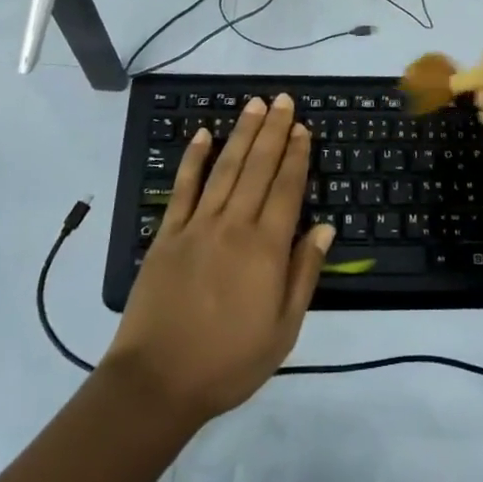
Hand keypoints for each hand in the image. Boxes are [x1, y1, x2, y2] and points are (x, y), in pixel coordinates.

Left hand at [103, 95, 333, 424]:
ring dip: (241, 134)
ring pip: (225, 168)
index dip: (296, 155)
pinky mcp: (167, 234)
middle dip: (273, 131)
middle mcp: (234, 225)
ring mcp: (198, 225)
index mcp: (266, 248)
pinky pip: (183, 188)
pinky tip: (203, 134)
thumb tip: (324, 227)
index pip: (286, 188)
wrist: (157, 381)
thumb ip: (304, 273)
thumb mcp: (283, 330)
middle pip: (258, 167)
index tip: (303, 128)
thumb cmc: (229, 361)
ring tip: (254, 104)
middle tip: (283, 100)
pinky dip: (194, 159)